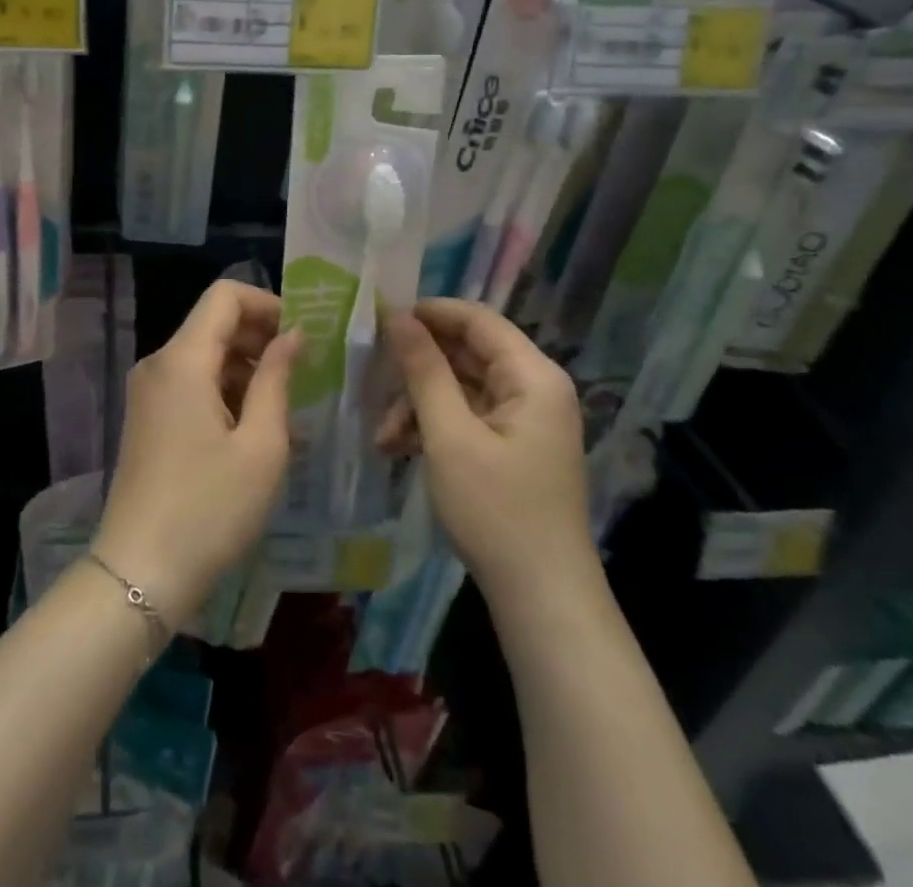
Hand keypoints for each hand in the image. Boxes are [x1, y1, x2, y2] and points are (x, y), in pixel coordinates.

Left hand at [94, 280, 298, 630]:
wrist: (139, 572)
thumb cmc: (210, 508)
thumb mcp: (260, 445)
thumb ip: (277, 379)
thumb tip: (293, 335)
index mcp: (182, 359)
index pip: (224, 296)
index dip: (266, 303)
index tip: (301, 335)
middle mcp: (158, 363)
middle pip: (212, 323)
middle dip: (259, 336)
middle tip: (302, 371)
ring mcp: (147, 391)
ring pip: (202, 354)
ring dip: (244, 366)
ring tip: (283, 404)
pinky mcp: (146, 417)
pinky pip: (188, 382)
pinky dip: (222, 389)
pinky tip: (250, 426)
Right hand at [380, 298, 594, 595]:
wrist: (542, 600)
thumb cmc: (497, 510)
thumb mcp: (450, 435)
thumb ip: (423, 370)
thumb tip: (397, 316)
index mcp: (532, 376)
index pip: (477, 319)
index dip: (428, 312)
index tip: (379, 319)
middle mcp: (533, 388)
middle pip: (467, 352)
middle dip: (417, 366)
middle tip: (370, 373)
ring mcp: (523, 419)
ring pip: (460, 386)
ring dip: (418, 403)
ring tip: (383, 435)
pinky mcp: (511, 446)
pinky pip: (466, 415)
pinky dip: (432, 425)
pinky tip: (397, 447)